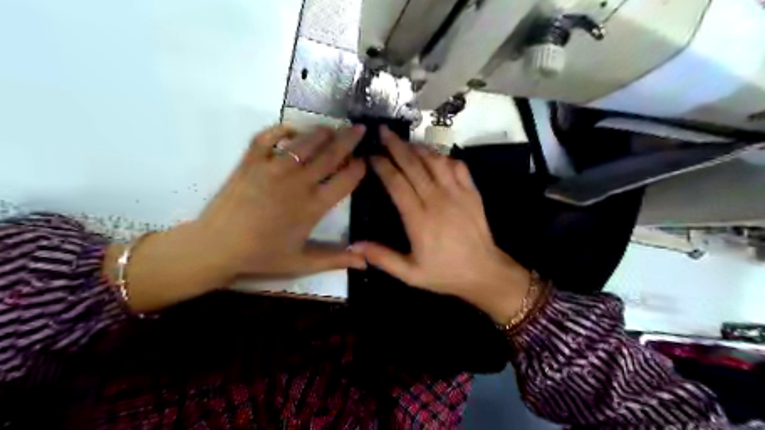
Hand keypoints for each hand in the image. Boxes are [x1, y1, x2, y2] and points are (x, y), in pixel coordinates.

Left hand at [104, 124, 366, 312]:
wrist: (217, 246)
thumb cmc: (262, 256)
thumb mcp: (303, 262)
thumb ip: (336, 259)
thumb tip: (366, 263)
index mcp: (314, 206)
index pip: (346, 180)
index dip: (360, 168)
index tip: (366, 160)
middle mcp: (298, 182)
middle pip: (331, 154)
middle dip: (349, 140)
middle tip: (359, 129)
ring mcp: (274, 168)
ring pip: (305, 142)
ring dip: (322, 133)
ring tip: (333, 128)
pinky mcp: (251, 161)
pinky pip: (268, 136)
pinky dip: (282, 129)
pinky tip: (292, 130)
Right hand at [354, 128, 530, 321]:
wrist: (484, 272)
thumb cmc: (445, 273)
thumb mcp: (410, 274)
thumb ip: (383, 258)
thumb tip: (354, 246)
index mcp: (419, 219)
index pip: (396, 183)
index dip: (382, 166)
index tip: (371, 155)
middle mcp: (437, 200)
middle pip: (413, 165)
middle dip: (396, 146)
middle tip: (383, 131)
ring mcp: (457, 193)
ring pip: (435, 161)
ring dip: (419, 147)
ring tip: (406, 141)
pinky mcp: (472, 192)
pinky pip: (457, 166)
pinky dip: (444, 157)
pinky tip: (435, 155)